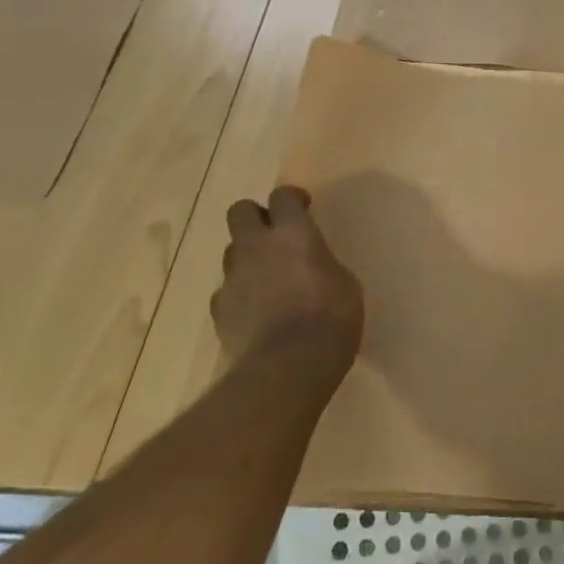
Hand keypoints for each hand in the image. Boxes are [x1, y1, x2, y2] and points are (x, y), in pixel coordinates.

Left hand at [212, 187, 364, 364]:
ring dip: (248, 257)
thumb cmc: (331, 318)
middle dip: (255, 217)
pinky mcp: (219, 311)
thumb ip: (321, 264)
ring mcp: (233, 278)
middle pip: (240, 211)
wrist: (288, 367)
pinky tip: (256, 312)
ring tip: (268, 280)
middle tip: (276, 235)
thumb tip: (311, 266)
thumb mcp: (344, 283)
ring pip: (231, 251)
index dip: (292, 198)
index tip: (304, 208)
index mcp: (293, 233)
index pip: (283, 196)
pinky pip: (226, 291)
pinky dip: (239, 295)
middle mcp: (257, 247)